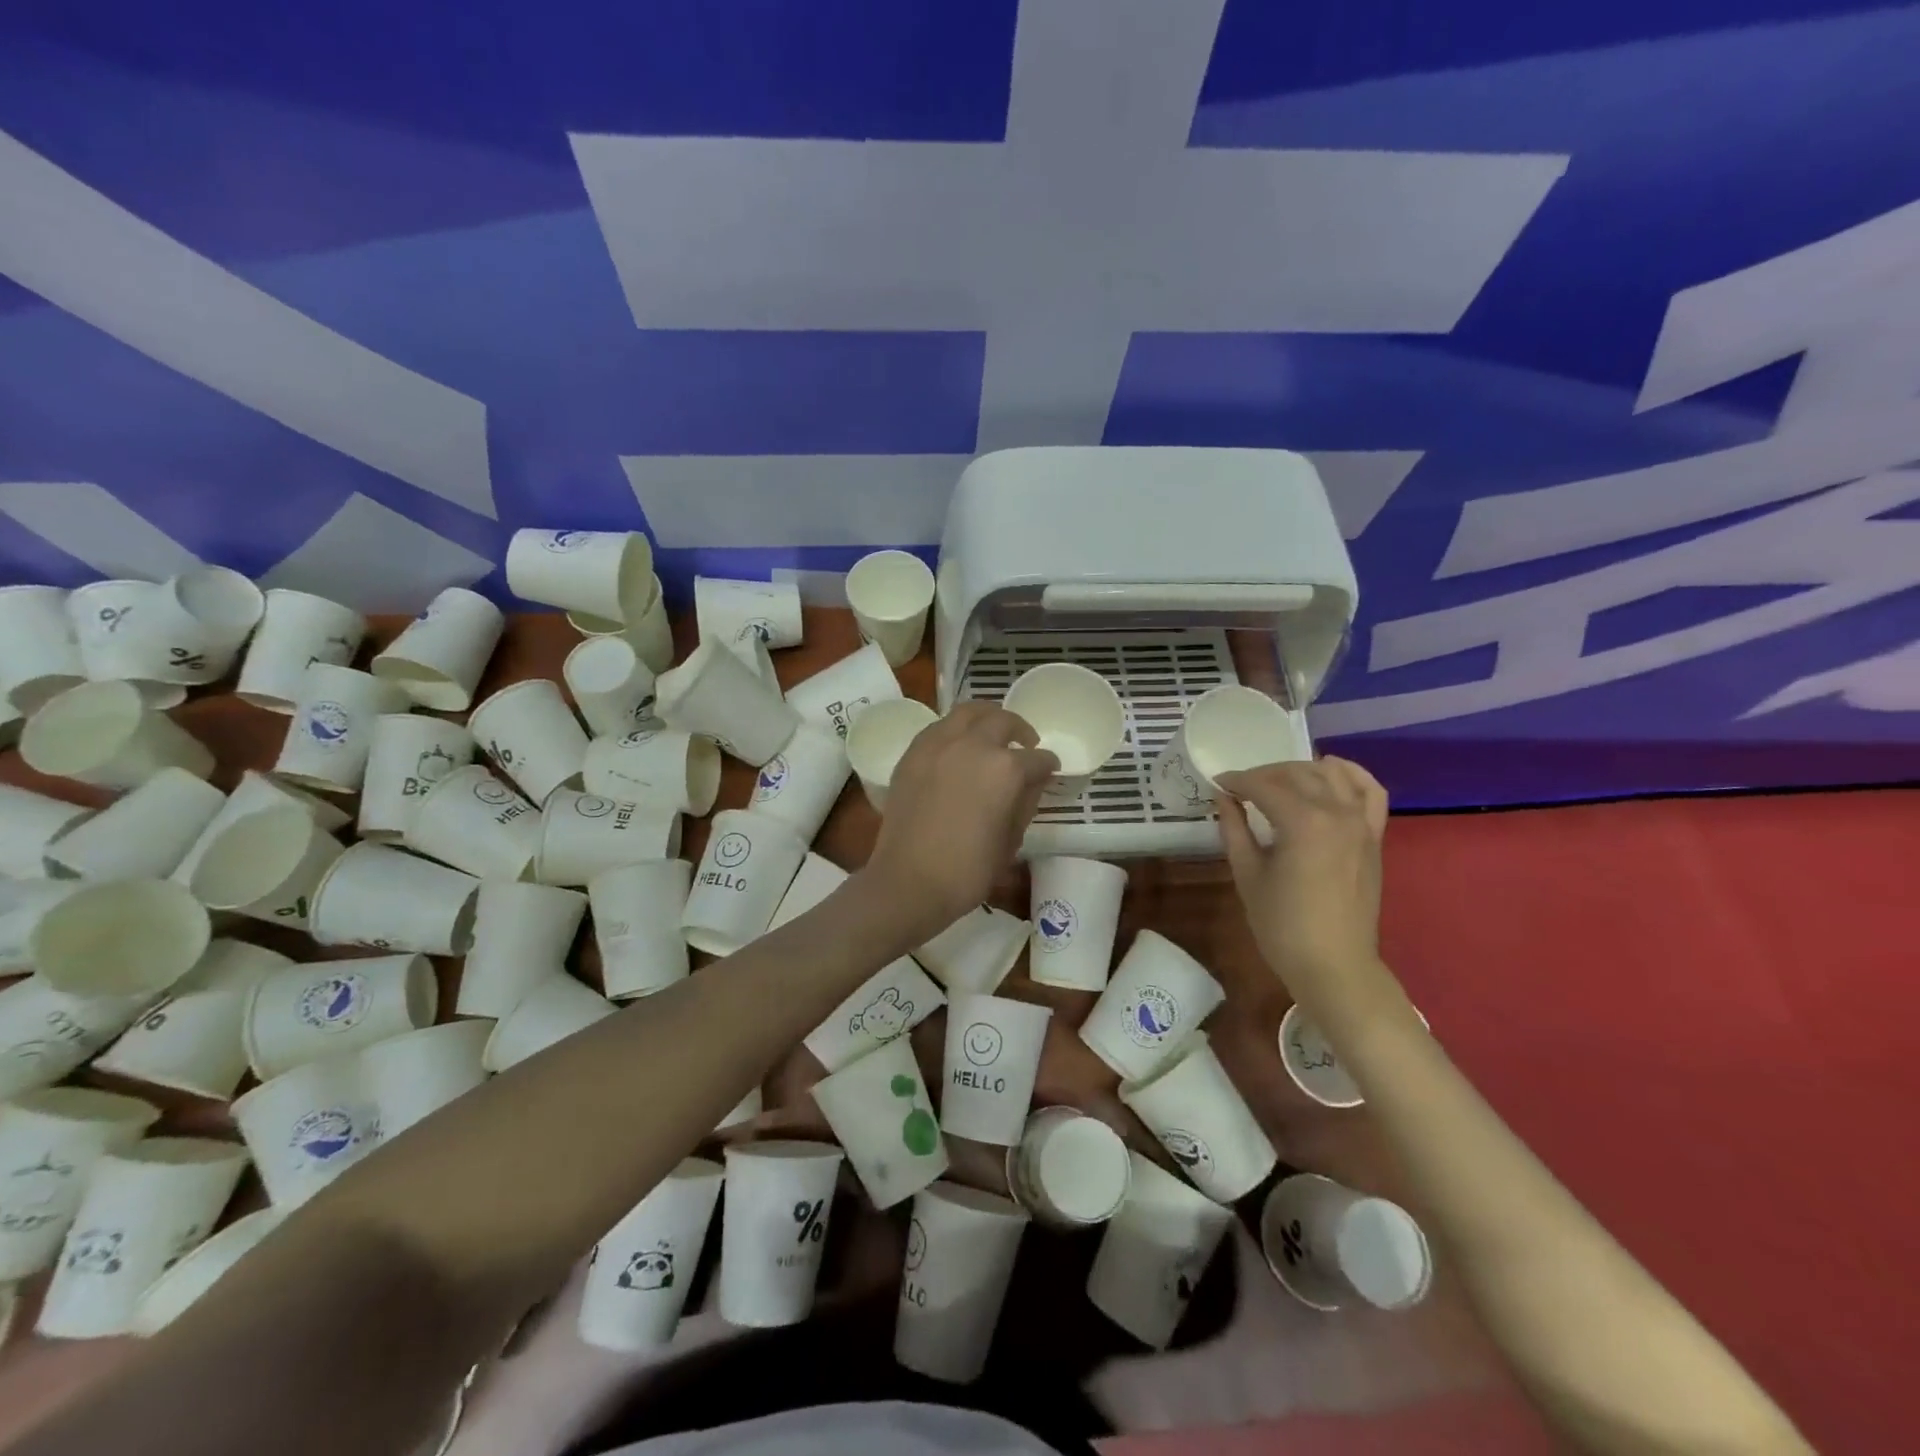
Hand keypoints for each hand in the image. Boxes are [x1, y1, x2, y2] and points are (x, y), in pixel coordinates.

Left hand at [857, 703, 1057, 944]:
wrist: (909, 881)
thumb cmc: (969, 870)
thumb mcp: (1011, 840)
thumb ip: (1025, 803)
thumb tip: (1032, 782)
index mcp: (1005, 769)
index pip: (1036, 759)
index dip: (1048, 766)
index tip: (1050, 771)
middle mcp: (973, 745)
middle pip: (1002, 721)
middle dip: (1020, 730)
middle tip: (1026, 744)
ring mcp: (938, 745)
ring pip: (967, 712)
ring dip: (987, 718)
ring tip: (992, 733)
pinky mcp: (912, 754)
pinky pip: (939, 727)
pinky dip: (955, 730)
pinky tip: (959, 747)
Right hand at [1215, 756, 1389, 1017]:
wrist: (1334, 966)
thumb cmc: (1282, 925)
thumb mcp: (1247, 875)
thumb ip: (1234, 829)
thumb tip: (1224, 798)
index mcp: (1302, 822)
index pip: (1263, 786)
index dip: (1236, 781)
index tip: (1217, 784)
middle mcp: (1336, 812)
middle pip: (1297, 774)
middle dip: (1264, 774)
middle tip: (1240, 788)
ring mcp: (1361, 823)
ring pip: (1331, 774)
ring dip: (1301, 770)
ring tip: (1278, 782)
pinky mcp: (1373, 836)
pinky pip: (1370, 791)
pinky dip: (1351, 775)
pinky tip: (1330, 772)